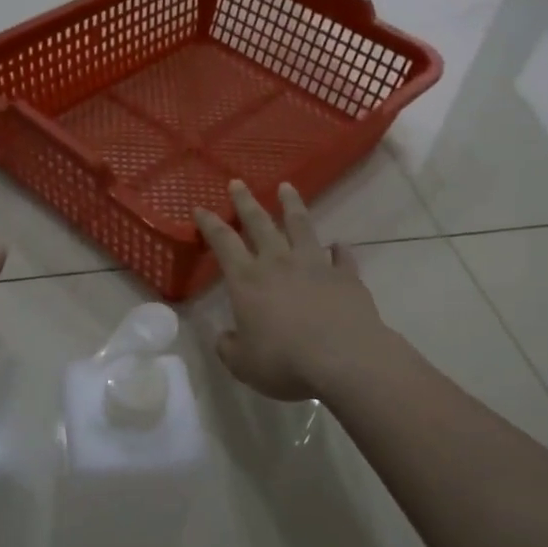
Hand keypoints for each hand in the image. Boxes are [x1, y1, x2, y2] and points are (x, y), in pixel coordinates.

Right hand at [193, 181, 387, 402]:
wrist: (344, 360)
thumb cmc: (285, 361)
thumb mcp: (243, 364)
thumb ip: (229, 348)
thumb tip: (226, 338)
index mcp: (247, 280)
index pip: (223, 243)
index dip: (210, 224)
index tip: (200, 208)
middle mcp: (279, 263)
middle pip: (260, 224)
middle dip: (246, 202)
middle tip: (238, 182)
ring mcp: (315, 266)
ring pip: (301, 227)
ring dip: (292, 206)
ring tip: (287, 187)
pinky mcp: (346, 277)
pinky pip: (342, 257)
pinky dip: (339, 250)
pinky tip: (339, 245)